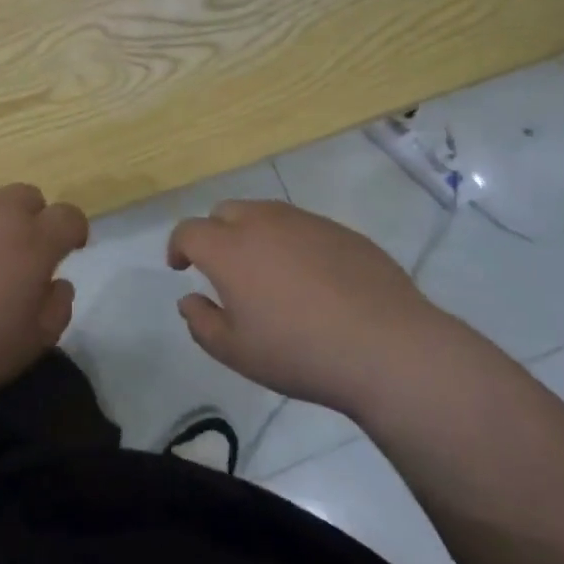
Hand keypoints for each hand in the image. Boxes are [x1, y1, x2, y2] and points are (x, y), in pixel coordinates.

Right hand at [168, 200, 438, 415]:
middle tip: (223, 269)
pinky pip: (303, 226)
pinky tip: (311, 279)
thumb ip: (202, 323)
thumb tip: (189, 300)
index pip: (189, 230)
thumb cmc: (299, 352)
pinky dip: (292, 242)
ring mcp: (305, 221)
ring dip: (254, 234)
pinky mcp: (340, 229)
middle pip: (225, 211)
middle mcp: (263, 222)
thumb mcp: (237, 352)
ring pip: (266, 213)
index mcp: (229, 248)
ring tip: (268, 273)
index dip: (179, 246)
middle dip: (215, 233)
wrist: (385, 345)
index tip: (181, 266)